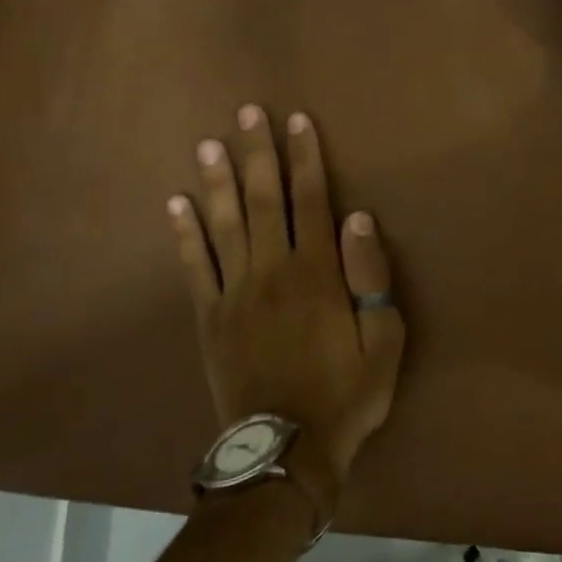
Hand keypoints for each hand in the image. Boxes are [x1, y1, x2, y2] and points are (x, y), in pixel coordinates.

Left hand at [167, 106, 405, 502]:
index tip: (298, 120)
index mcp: (318, 273)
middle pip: (265, 199)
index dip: (306, 157)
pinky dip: (185, 233)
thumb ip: (371, 276)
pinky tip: (176, 204)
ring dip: (218, 181)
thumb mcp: (385, 339)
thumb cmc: (347, 392)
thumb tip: (358, 217)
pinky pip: (194, 267)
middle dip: (258, 153)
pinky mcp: (209, 318)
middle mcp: (273, 270)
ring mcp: (235, 293)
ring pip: (225, 224)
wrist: (287, 449)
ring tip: (209, 144)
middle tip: (248, 112)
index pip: (312, 200)